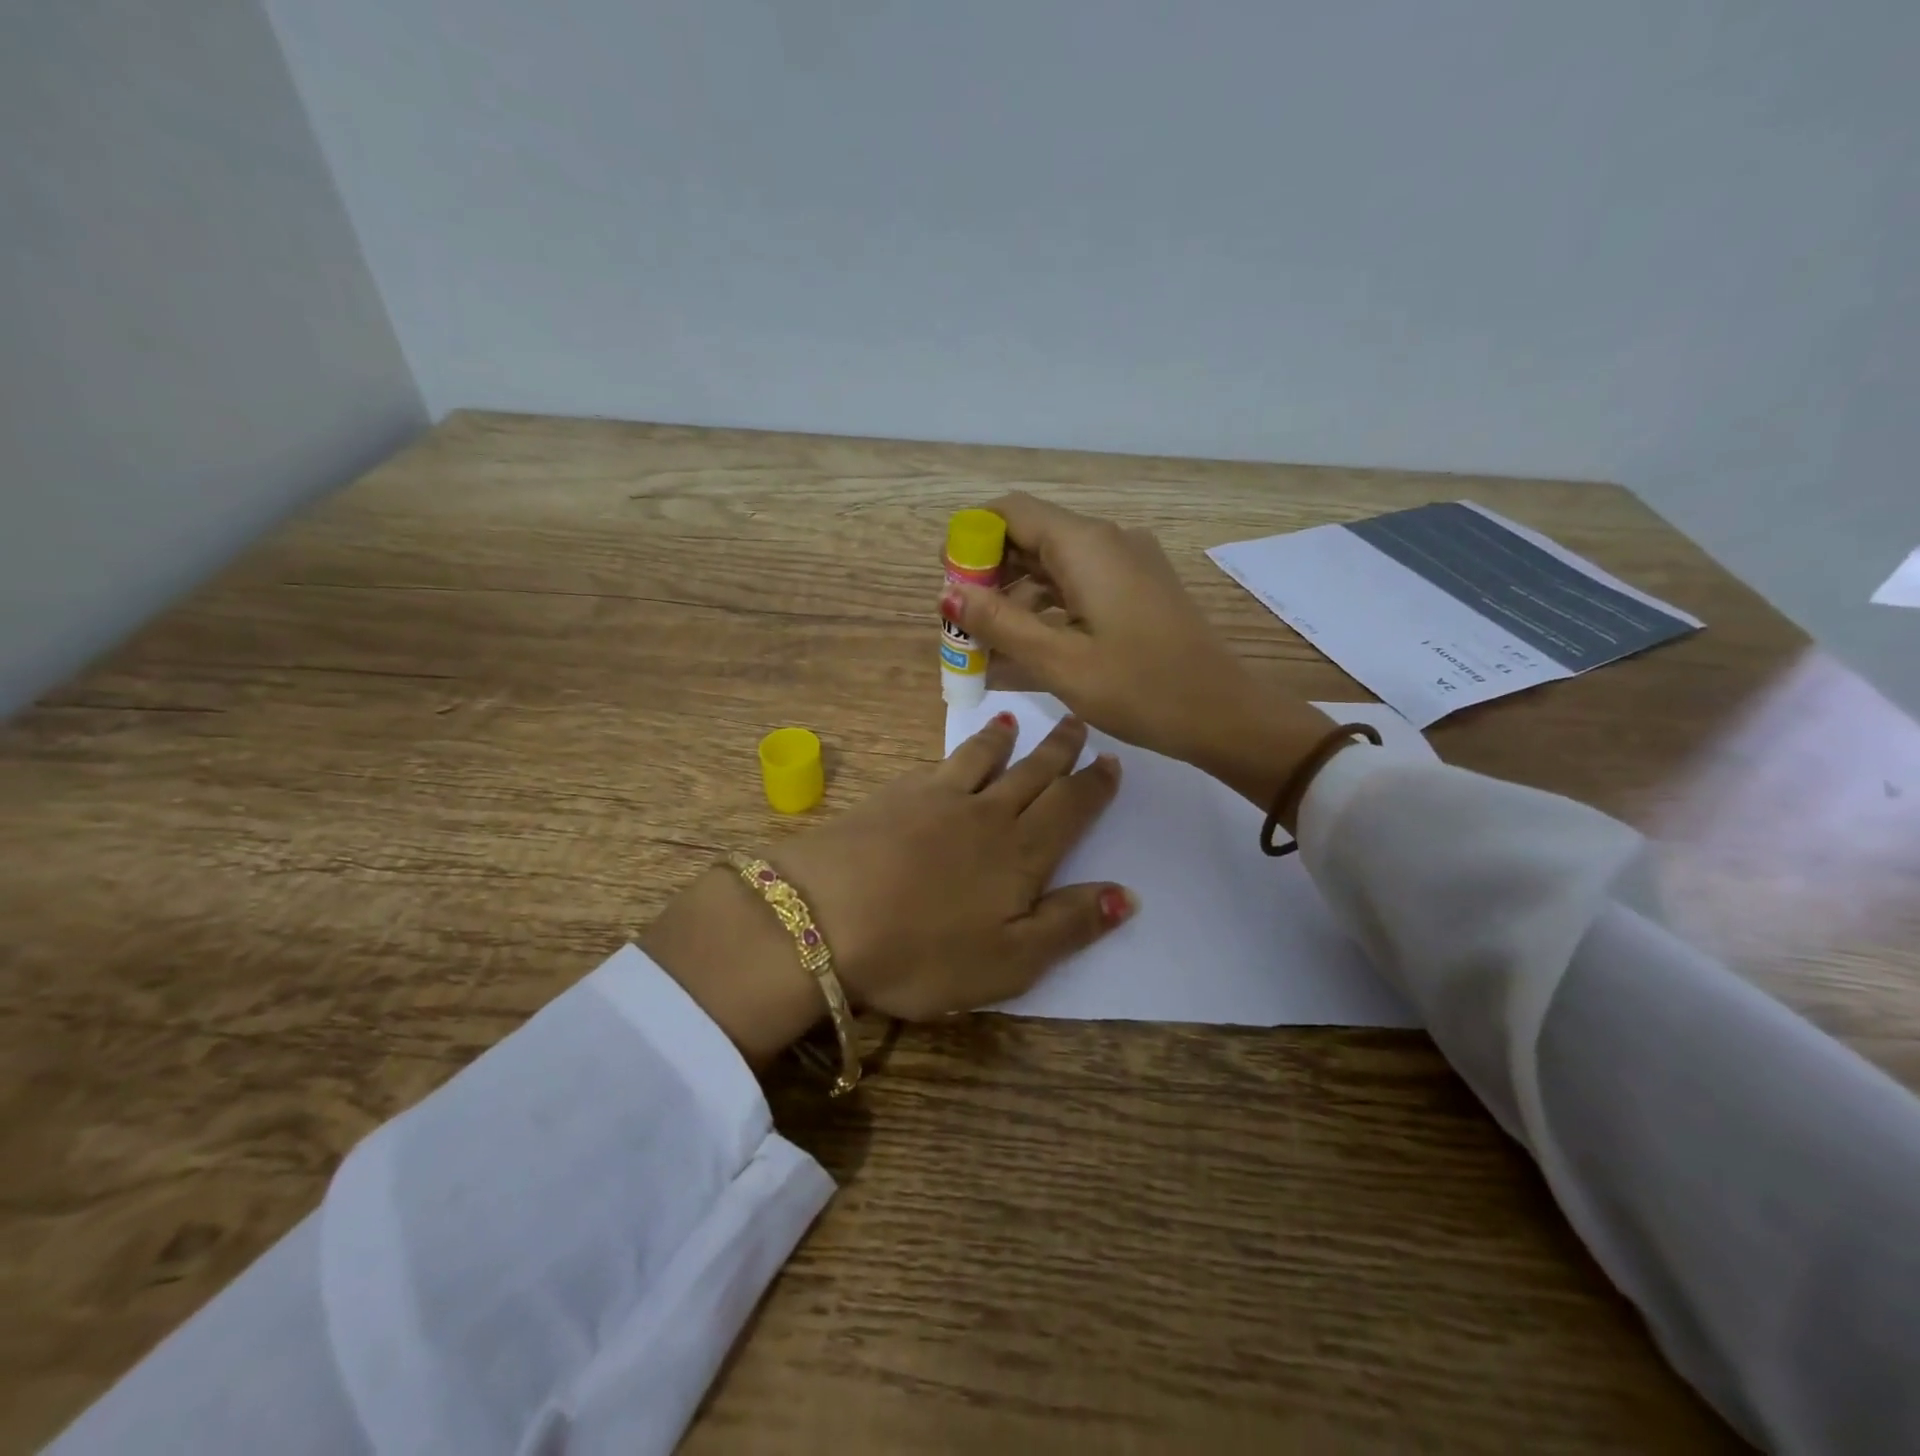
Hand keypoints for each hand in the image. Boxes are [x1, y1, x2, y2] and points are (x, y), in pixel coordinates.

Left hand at [642, 714, 1134, 1065]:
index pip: (1070, 808)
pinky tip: (950, 758)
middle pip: (1031, 773)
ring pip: (982, 759)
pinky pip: (937, 767)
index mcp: (1020, 854)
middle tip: (1076, 722)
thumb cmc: (923, 953)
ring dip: (1003, 739)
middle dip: (1058, 749)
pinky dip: (954, 754)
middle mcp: (985, 814)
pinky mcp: (892, 796)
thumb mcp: (1010, 962)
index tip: (1110, 760)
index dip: (1093, 785)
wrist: (824, 917)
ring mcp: (935, 799)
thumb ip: (1069, 925)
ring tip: (1014, 721)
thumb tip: (1127, 894)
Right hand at [938, 493, 1333, 807]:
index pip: (1011, 512)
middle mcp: (1109, 541)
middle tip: (962, 620)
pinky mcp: (1140, 588)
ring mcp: (1129, 564)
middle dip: (991, 571)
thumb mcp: (1059, 662)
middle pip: (1032, 535)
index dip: (972, 538)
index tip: (947, 581)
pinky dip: (1048, 606)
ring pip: (1056, 563)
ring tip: (989, 641)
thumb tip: (948, 592)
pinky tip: (1031, 644)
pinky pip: (1081, 583)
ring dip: (1017, 594)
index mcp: (1087, 546)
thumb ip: (1000, 623)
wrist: (1225, 715)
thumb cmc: (1140, 689)